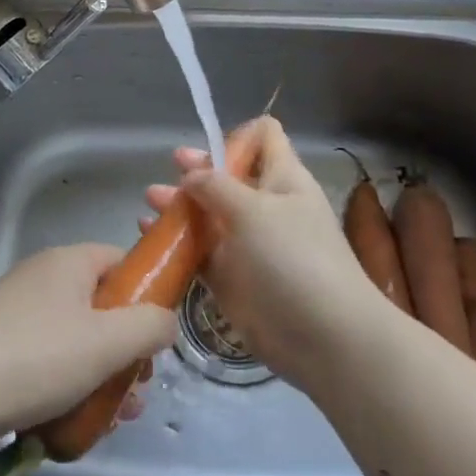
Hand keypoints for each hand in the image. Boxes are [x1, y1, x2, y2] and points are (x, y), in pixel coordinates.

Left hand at [0, 243, 176, 454]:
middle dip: (125, 351)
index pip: (121, 261)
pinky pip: (45, 361)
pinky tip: (72, 425)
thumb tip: (165, 321)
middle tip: (136, 391)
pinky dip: (65, 388)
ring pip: (75, 341)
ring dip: (100, 377)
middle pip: (100, 307)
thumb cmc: (34, 358)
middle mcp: (41, 279)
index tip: (156, 338)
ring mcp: (14, 314)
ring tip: (111, 421)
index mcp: (68, 263)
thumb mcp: (106, 342)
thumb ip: (149, 326)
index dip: (146, 294)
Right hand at [143, 117, 377, 391]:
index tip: (207, 147)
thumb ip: (216, 186)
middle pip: (229, 176)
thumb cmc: (294, 259)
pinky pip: (200, 253)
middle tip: (170, 171)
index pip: (264, 137)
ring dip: (180, 205)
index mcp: (283, 179)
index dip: (236, 136)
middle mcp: (266, 207)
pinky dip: (177, 243)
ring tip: (150, 201)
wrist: (325, 339)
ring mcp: (249, 245)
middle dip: (197, 171)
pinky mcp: (233, 279)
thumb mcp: (254, 210)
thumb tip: (191, 174)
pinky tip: (150, 235)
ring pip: (209, 215)